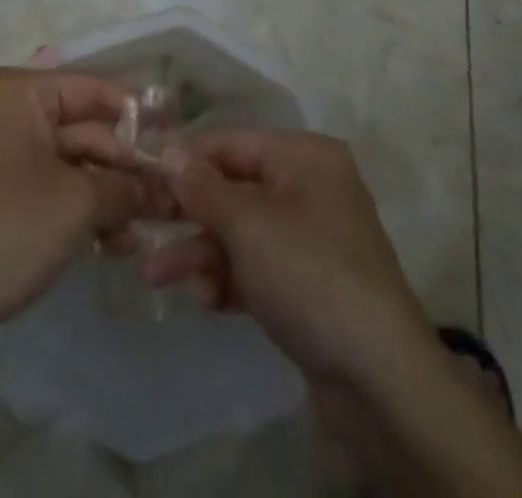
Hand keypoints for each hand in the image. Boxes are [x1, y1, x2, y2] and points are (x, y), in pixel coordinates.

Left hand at [0, 66, 149, 349]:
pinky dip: (80, 210)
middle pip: (81, 128)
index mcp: (16, 93)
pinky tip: (115, 243)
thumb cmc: (3, 231)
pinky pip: (48, 189)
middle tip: (169, 196)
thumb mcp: (76, 204)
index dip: (136, 111)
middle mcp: (4, 113)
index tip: (175, 133)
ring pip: (68, 164)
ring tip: (146, 228)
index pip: (90, 88)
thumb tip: (166, 187)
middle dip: (123, 165)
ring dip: (107, 194)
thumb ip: (126, 187)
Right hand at [143, 131, 435, 390]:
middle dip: (190, 215)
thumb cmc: (309, 274)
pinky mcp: (309, 284)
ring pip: (242, 233)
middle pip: (235, 190)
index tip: (143, 173)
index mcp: (304, 157)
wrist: (378, 378)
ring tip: (155, 277)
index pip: (233, 144)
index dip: (187, 159)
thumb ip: (203, 187)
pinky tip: (203, 300)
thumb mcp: (248, 224)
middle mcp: (310, 188)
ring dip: (201, 253)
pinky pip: (258, 267)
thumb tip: (168, 149)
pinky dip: (229, 279)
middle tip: (143, 231)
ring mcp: (311, 238)